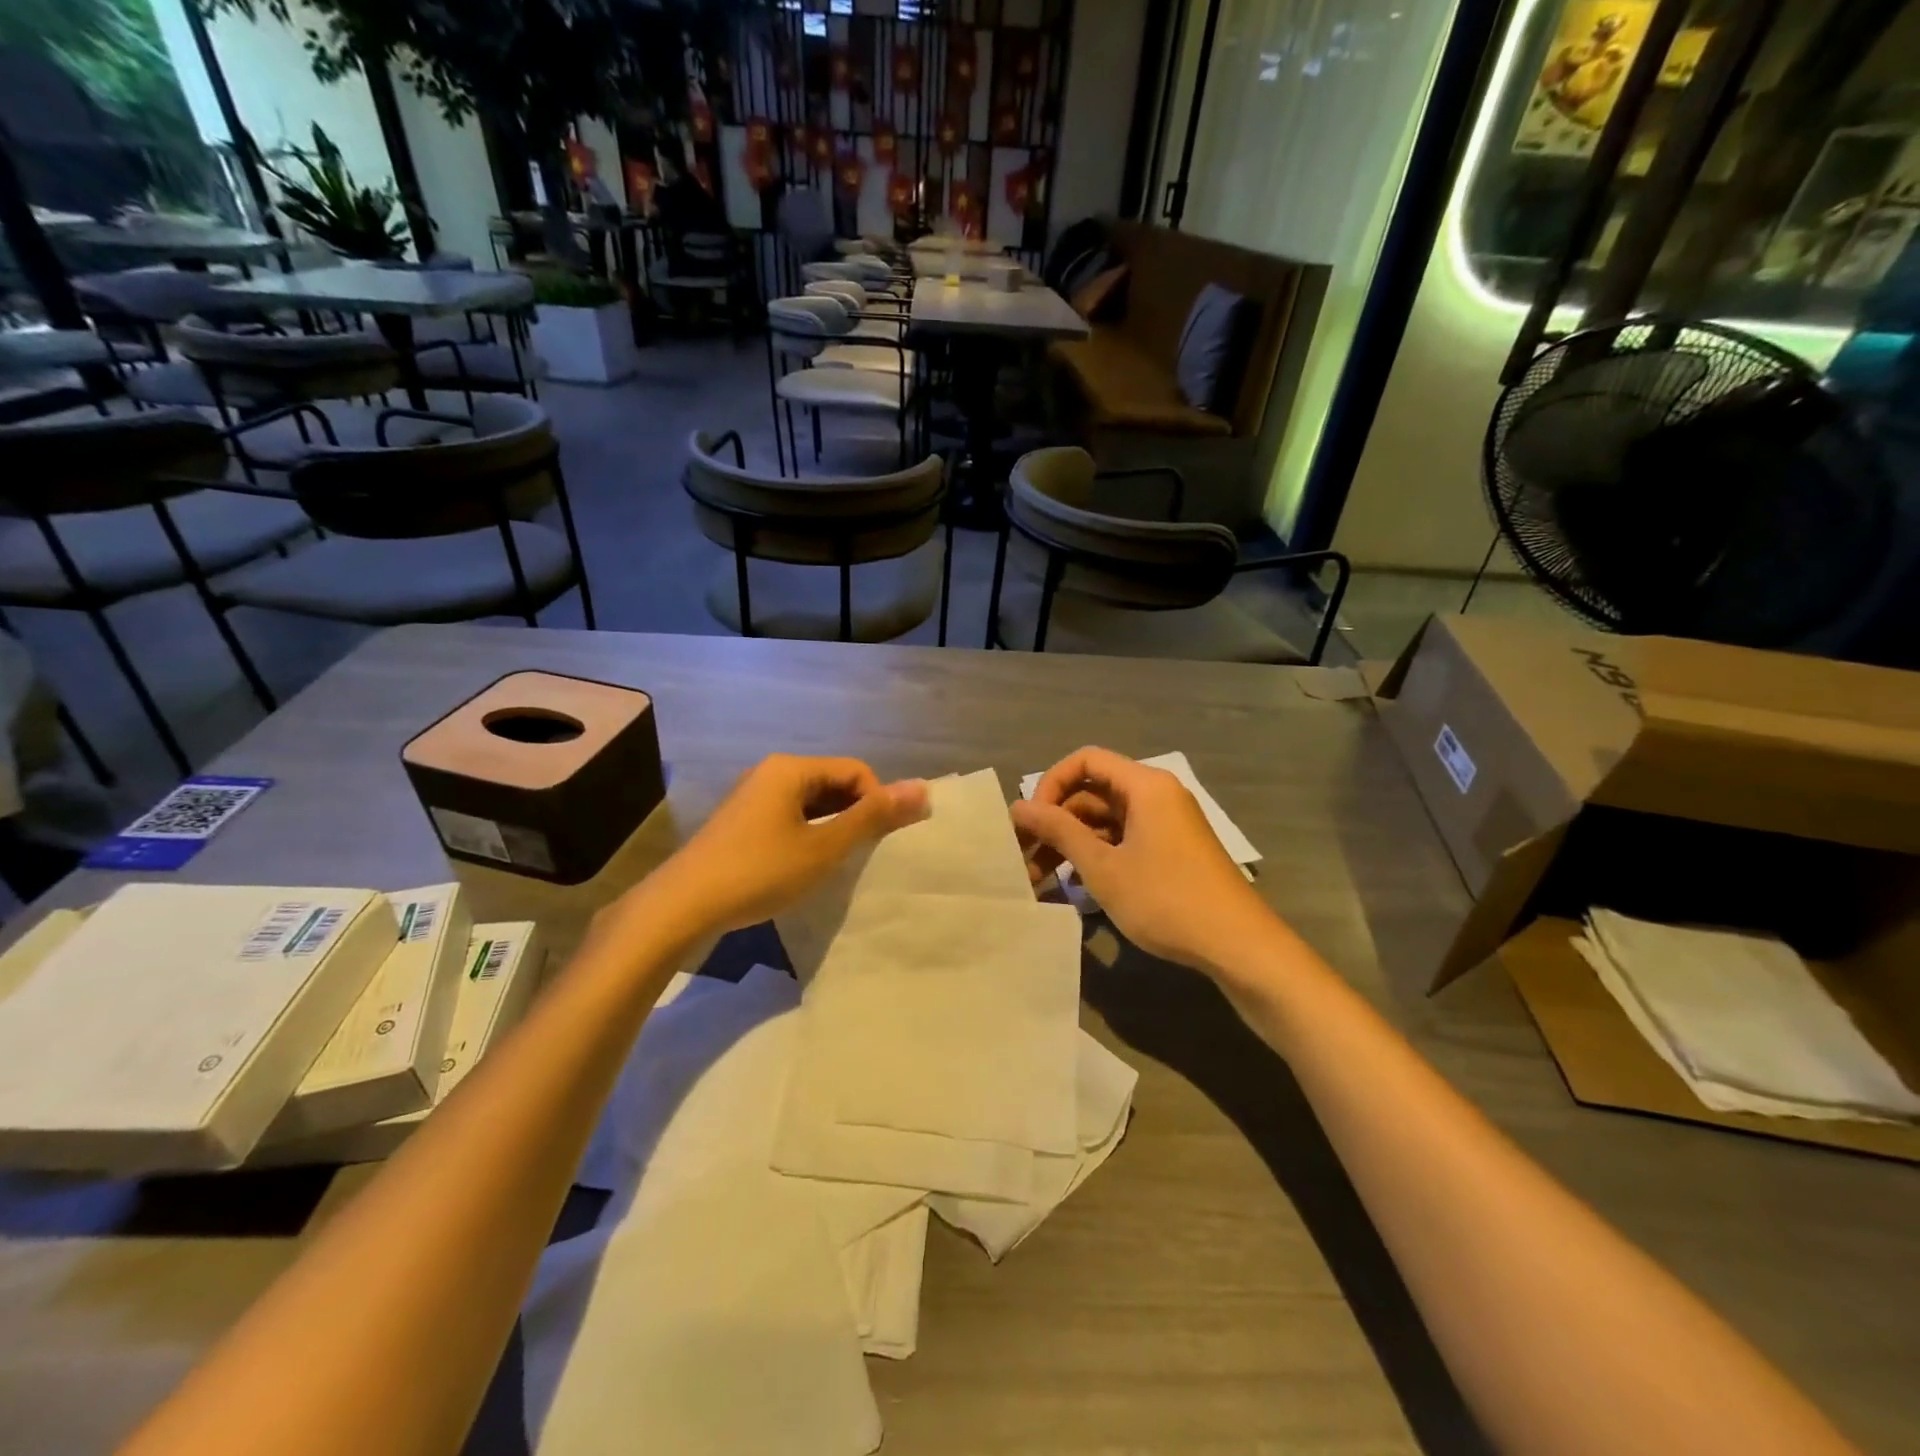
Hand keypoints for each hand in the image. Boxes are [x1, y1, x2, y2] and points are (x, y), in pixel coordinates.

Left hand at [646, 754, 927, 936]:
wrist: (683, 905)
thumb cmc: (760, 871)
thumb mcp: (824, 846)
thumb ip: (873, 817)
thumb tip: (924, 788)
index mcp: (792, 769)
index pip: (856, 771)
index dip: (877, 802)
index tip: (879, 842)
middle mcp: (771, 773)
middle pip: (833, 784)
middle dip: (855, 815)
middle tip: (861, 855)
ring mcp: (753, 797)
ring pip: (812, 803)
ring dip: (832, 828)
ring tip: (835, 864)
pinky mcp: (742, 822)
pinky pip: (790, 818)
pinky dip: (808, 836)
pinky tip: (805, 867)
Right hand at [1010, 746, 1274, 974]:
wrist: (1237, 945)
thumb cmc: (1166, 899)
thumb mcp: (1103, 867)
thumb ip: (1058, 831)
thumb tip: (1018, 806)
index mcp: (1145, 785)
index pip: (1085, 761)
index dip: (1051, 784)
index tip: (1032, 821)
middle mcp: (1156, 795)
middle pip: (1093, 791)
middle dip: (1056, 821)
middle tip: (1024, 856)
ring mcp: (1165, 824)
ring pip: (1105, 820)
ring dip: (1072, 843)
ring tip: (1039, 879)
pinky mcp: (1169, 850)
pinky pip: (1123, 839)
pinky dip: (1096, 855)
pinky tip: (1073, 886)